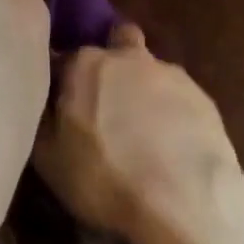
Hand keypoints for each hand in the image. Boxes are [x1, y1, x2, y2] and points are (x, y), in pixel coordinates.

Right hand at [33, 24, 243, 239]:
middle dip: (112, 64)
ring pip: (150, 71)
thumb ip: (42, 117)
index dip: (63, 80)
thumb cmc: (103, 177)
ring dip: (144, 90)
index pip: (65, 58)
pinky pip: (178, 98)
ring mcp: (170, 73)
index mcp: (86, 64)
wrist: (183, 200)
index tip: (64, 104)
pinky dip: (172, 113)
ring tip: (143, 134)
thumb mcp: (49, 158)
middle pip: (117, 43)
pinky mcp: (202, 96)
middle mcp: (128, 57)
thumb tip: (42, 99)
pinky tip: (172, 146)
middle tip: (107, 103)